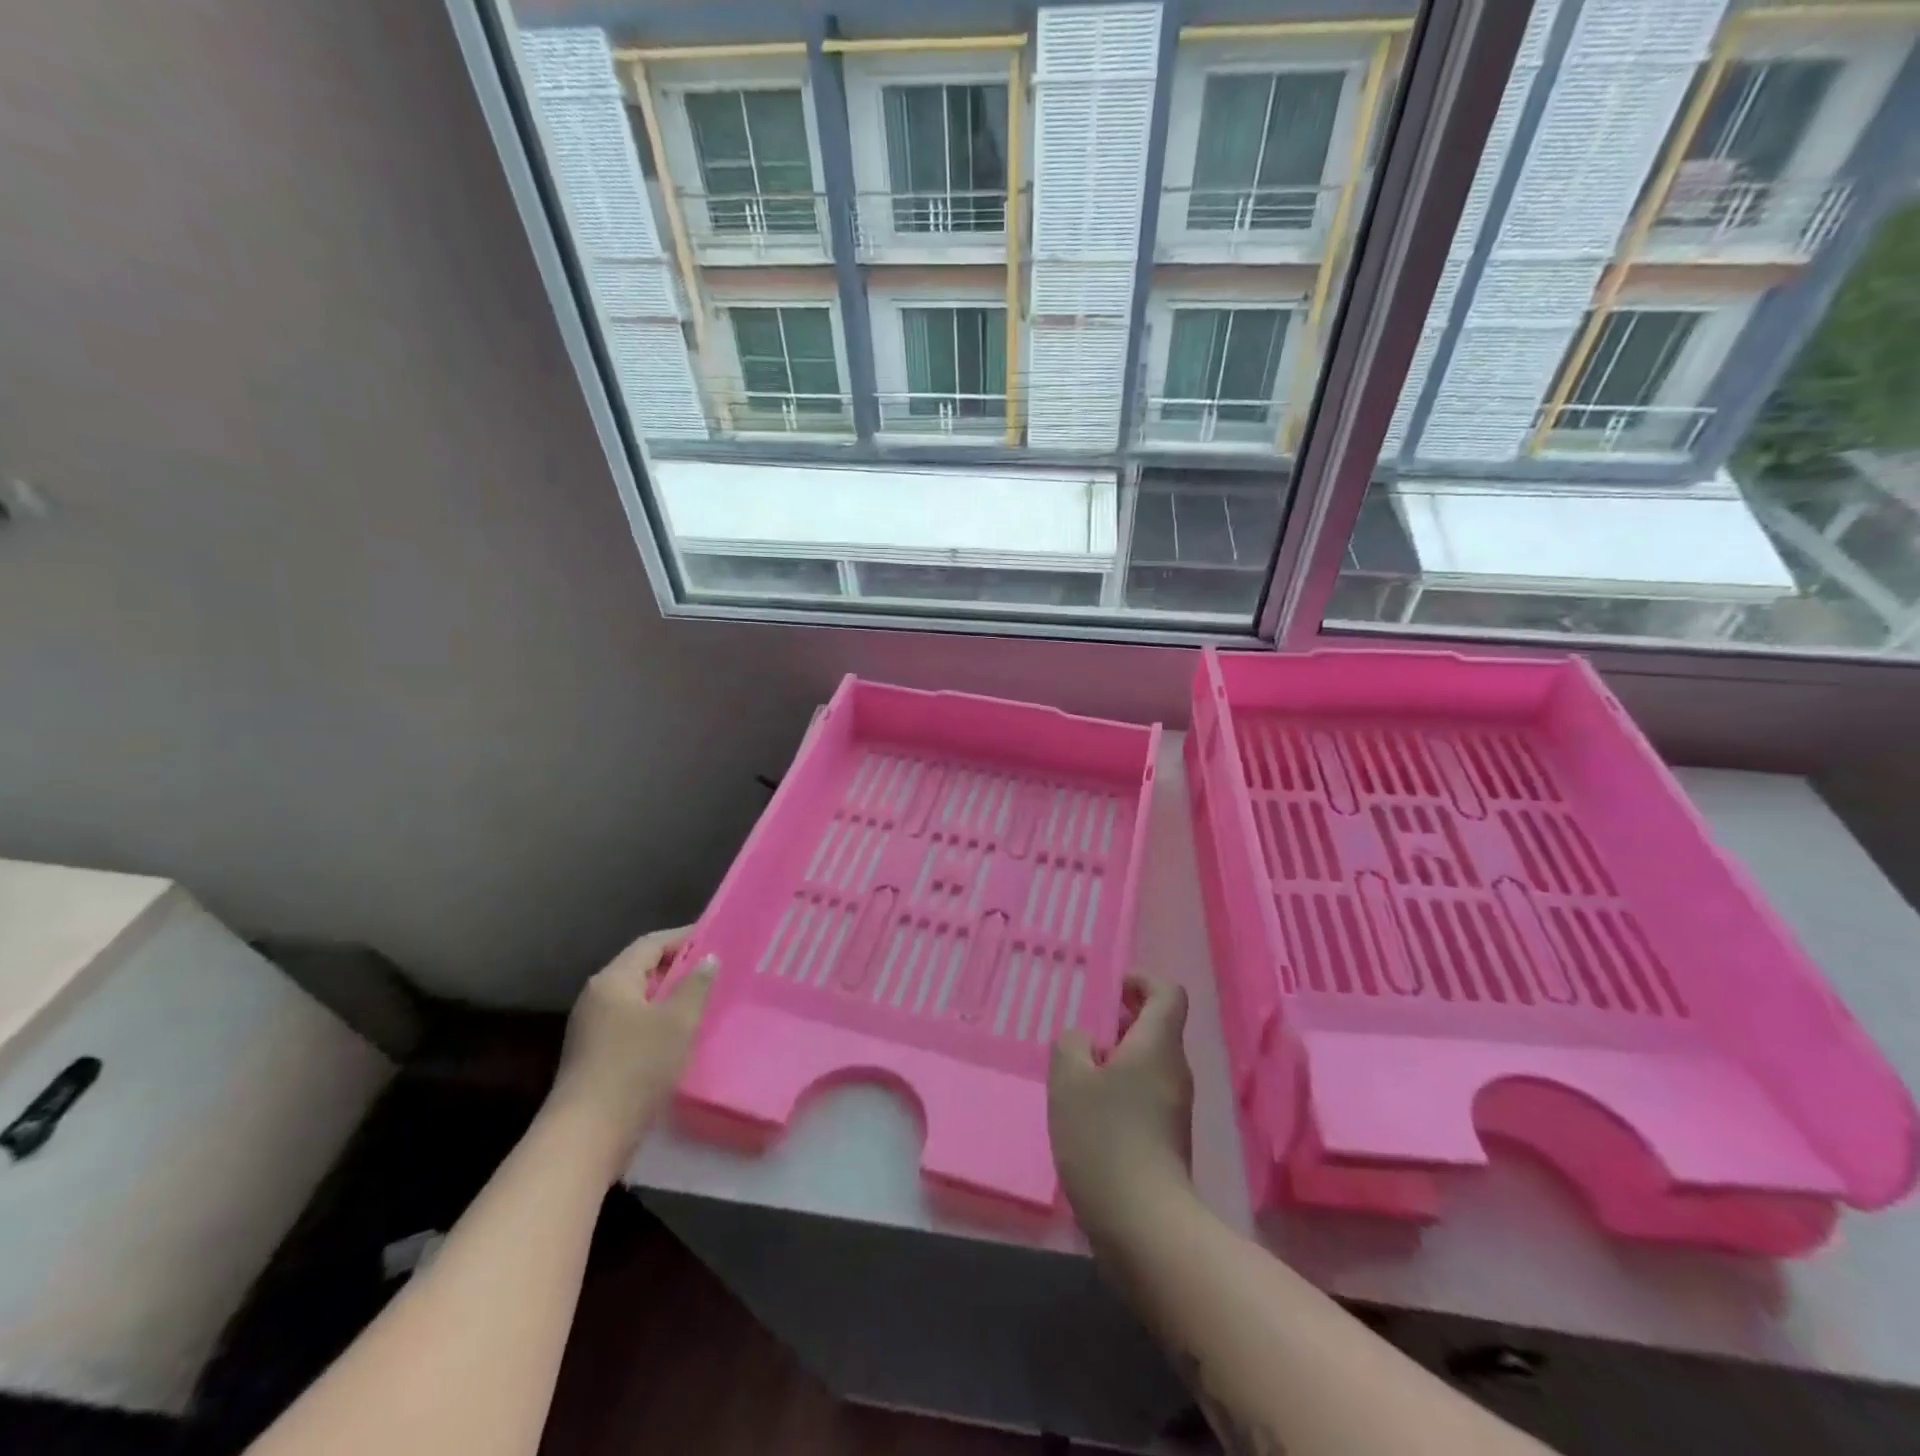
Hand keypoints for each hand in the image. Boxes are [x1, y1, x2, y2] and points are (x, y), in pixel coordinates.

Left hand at [547, 926, 717, 1180]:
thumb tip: (708, 958)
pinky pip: (632, 1024)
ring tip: (704, 1002)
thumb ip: (696, 985)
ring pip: (638, 1000)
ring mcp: (592, 1029)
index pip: (651, 944)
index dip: (684, 938)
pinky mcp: (595, 1056)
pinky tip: (680, 1036)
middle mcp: (597, 997)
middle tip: (716, 971)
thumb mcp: (678, 1022)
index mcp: (613, 980)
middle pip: (642, 969)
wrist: (587, 1136)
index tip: (717, 938)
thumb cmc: (636, 1067)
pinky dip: (658, 1021)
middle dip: (678, 968)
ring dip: (669, 997)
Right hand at [1049, 975, 1195, 1241]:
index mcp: (1157, 1045)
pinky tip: (1086, 1111)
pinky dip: (1119, 1089)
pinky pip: (1145, 1093)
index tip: (1108, 987)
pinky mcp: (1167, 1139)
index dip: (1140, 980)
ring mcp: (1175, 1107)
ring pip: (1147, 1062)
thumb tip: (1082, 1040)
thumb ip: (1071, 1045)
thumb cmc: (1105, 1138)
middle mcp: (1174, 1070)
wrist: (1144, 1225)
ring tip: (1075, 1072)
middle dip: (1120, 1019)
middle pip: (1156, 1026)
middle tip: (1080, 1030)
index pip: (1167, 992)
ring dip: (1115, 1057)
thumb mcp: (1070, 1080)